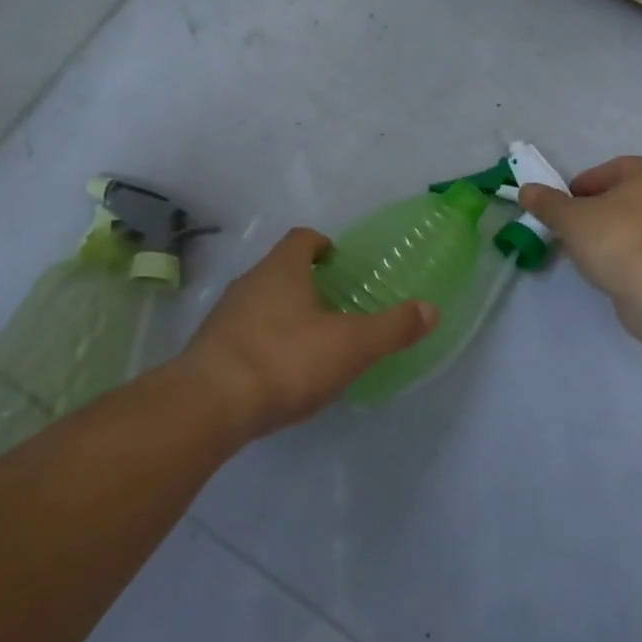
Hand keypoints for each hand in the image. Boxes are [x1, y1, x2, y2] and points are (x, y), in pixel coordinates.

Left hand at [177, 228, 436, 439]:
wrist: (211, 403)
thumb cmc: (286, 359)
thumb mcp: (351, 345)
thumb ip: (392, 327)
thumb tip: (431, 309)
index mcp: (281, 269)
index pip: (301, 239)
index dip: (320, 244)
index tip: (335, 260)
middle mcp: (249, 282)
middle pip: (279, 269)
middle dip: (304, 282)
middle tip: (332, 305)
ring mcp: (224, 315)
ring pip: (259, 301)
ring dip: (282, 313)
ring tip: (308, 341)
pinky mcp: (210, 348)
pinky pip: (243, 334)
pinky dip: (262, 342)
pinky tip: (278, 372)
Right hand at [519, 156, 641, 301]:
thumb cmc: (617, 238)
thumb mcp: (570, 218)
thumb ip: (547, 203)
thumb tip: (526, 190)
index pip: (609, 170)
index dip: (581, 187)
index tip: (563, 208)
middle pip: (625, 197)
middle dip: (597, 211)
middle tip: (572, 229)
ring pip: (638, 224)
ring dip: (613, 234)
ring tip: (588, 253)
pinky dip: (630, 254)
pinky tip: (611, 270)